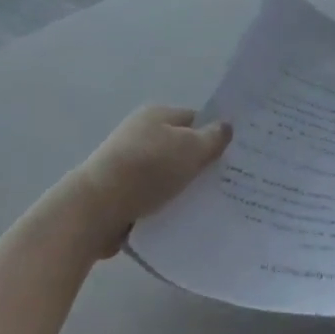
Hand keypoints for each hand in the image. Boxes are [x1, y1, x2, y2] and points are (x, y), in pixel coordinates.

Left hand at [72, 105, 232, 245]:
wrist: (96, 208)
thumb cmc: (147, 169)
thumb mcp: (190, 148)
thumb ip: (213, 137)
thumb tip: (226, 126)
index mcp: (157, 115)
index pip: (196, 119)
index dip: (216, 134)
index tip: (238, 154)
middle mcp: (142, 135)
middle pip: (182, 148)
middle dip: (203, 164)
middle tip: (231, 181)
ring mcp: (129, 165)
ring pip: (169, 175)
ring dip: (185, 188)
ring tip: (213, 204)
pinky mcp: (122, 193)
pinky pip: (155, 197)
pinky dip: (168, 205)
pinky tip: (186, 218)